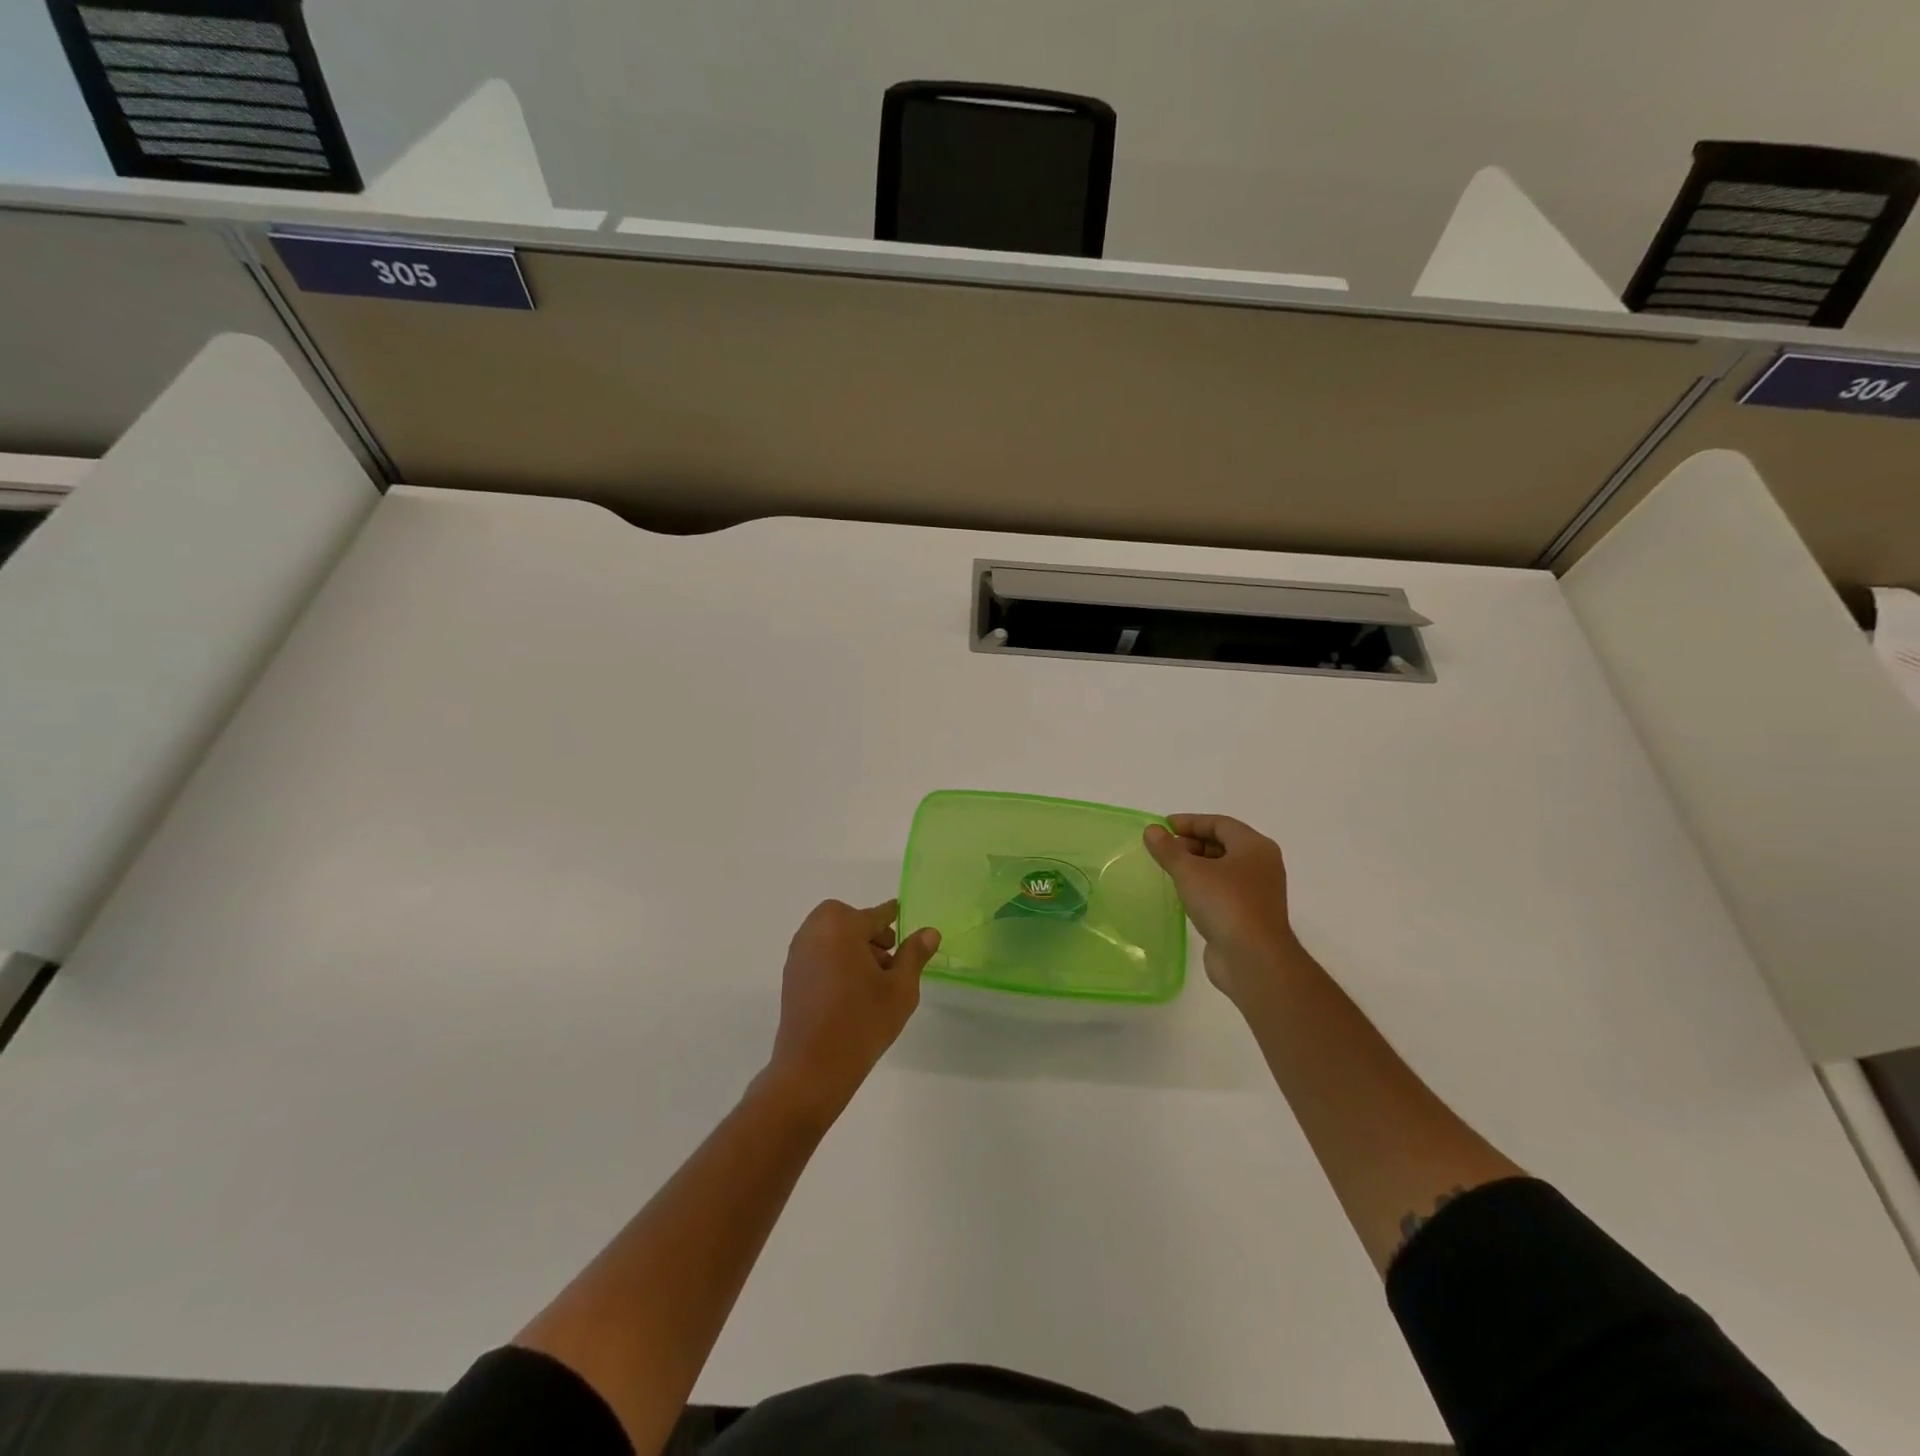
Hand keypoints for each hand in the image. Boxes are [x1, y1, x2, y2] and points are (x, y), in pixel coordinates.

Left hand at [764, 900, 940, 1116]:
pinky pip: (817, 953)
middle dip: (867, 930)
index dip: (892, 916)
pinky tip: (852, 989)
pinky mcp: (791, 977)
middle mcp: (814, 933)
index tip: (902, 915)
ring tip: (873, 977)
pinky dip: (835, 958)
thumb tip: (929, 931)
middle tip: (888, 956)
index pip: (874, 915)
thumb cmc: (862, 1023)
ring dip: (851, 944)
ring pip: (830, 935)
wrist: (812, 1069)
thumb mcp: (900, 989)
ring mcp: (798, 955)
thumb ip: (914, 955)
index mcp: (841, 927)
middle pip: (845, 918)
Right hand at [1144, 814, 1303, 1006]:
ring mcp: (1258, 892)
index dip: (1190, 822)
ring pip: (1223, 869)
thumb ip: (1168, 849)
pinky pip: (1224, 891)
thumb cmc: (1225, 904)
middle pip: (1223, 844)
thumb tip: (1152, 830)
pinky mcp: (1250, 915)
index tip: (1163, 827)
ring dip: (1197, 866)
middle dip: (1192, 843)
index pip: (1219, 823)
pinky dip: (1203, 887)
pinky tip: (1184, 895)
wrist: (1253, 959)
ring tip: (1169, 871)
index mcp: (1254, 847)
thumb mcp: (1190, 871)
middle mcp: (1261, 865)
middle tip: (1164, 850)